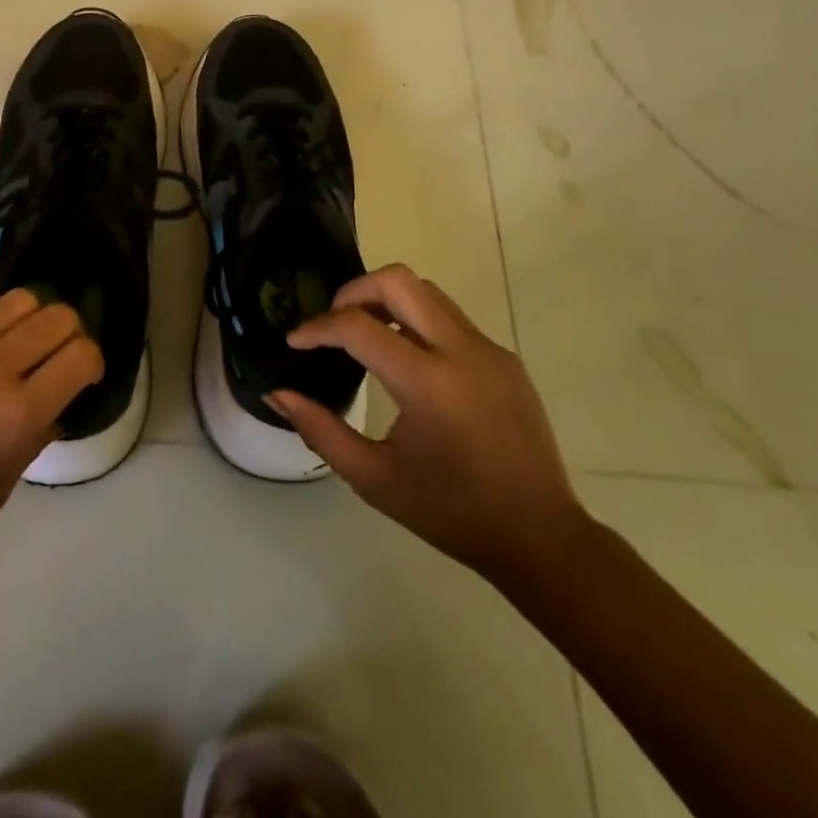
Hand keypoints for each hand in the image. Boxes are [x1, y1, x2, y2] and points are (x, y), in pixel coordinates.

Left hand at [0, 290, 101, 574]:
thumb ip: (35, 436)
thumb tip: (56, 402)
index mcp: (18, 415)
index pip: (82, 355)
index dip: (93, 362)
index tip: (83, 378)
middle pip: (60, 316)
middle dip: (71, 335)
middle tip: (57, 359)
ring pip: (24, 299)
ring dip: (36, 319)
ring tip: (22, 345)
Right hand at [270, 265, 588, 585]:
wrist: (540, 537)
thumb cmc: (451, 512)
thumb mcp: (374, 479)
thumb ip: (320, 431)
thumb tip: (277, 394)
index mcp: (429, 384)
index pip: (358, 326)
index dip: (317, 328)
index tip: (295, 341)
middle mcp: (462, 351)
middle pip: (398, 281)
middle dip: (354, 291)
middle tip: (332, 324)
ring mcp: (489, 349)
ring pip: (426, 291)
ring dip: (386, 300)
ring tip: (364, 335)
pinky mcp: (504, 357)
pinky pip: (450, 318)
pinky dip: (416, 321)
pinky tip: (406, 359)